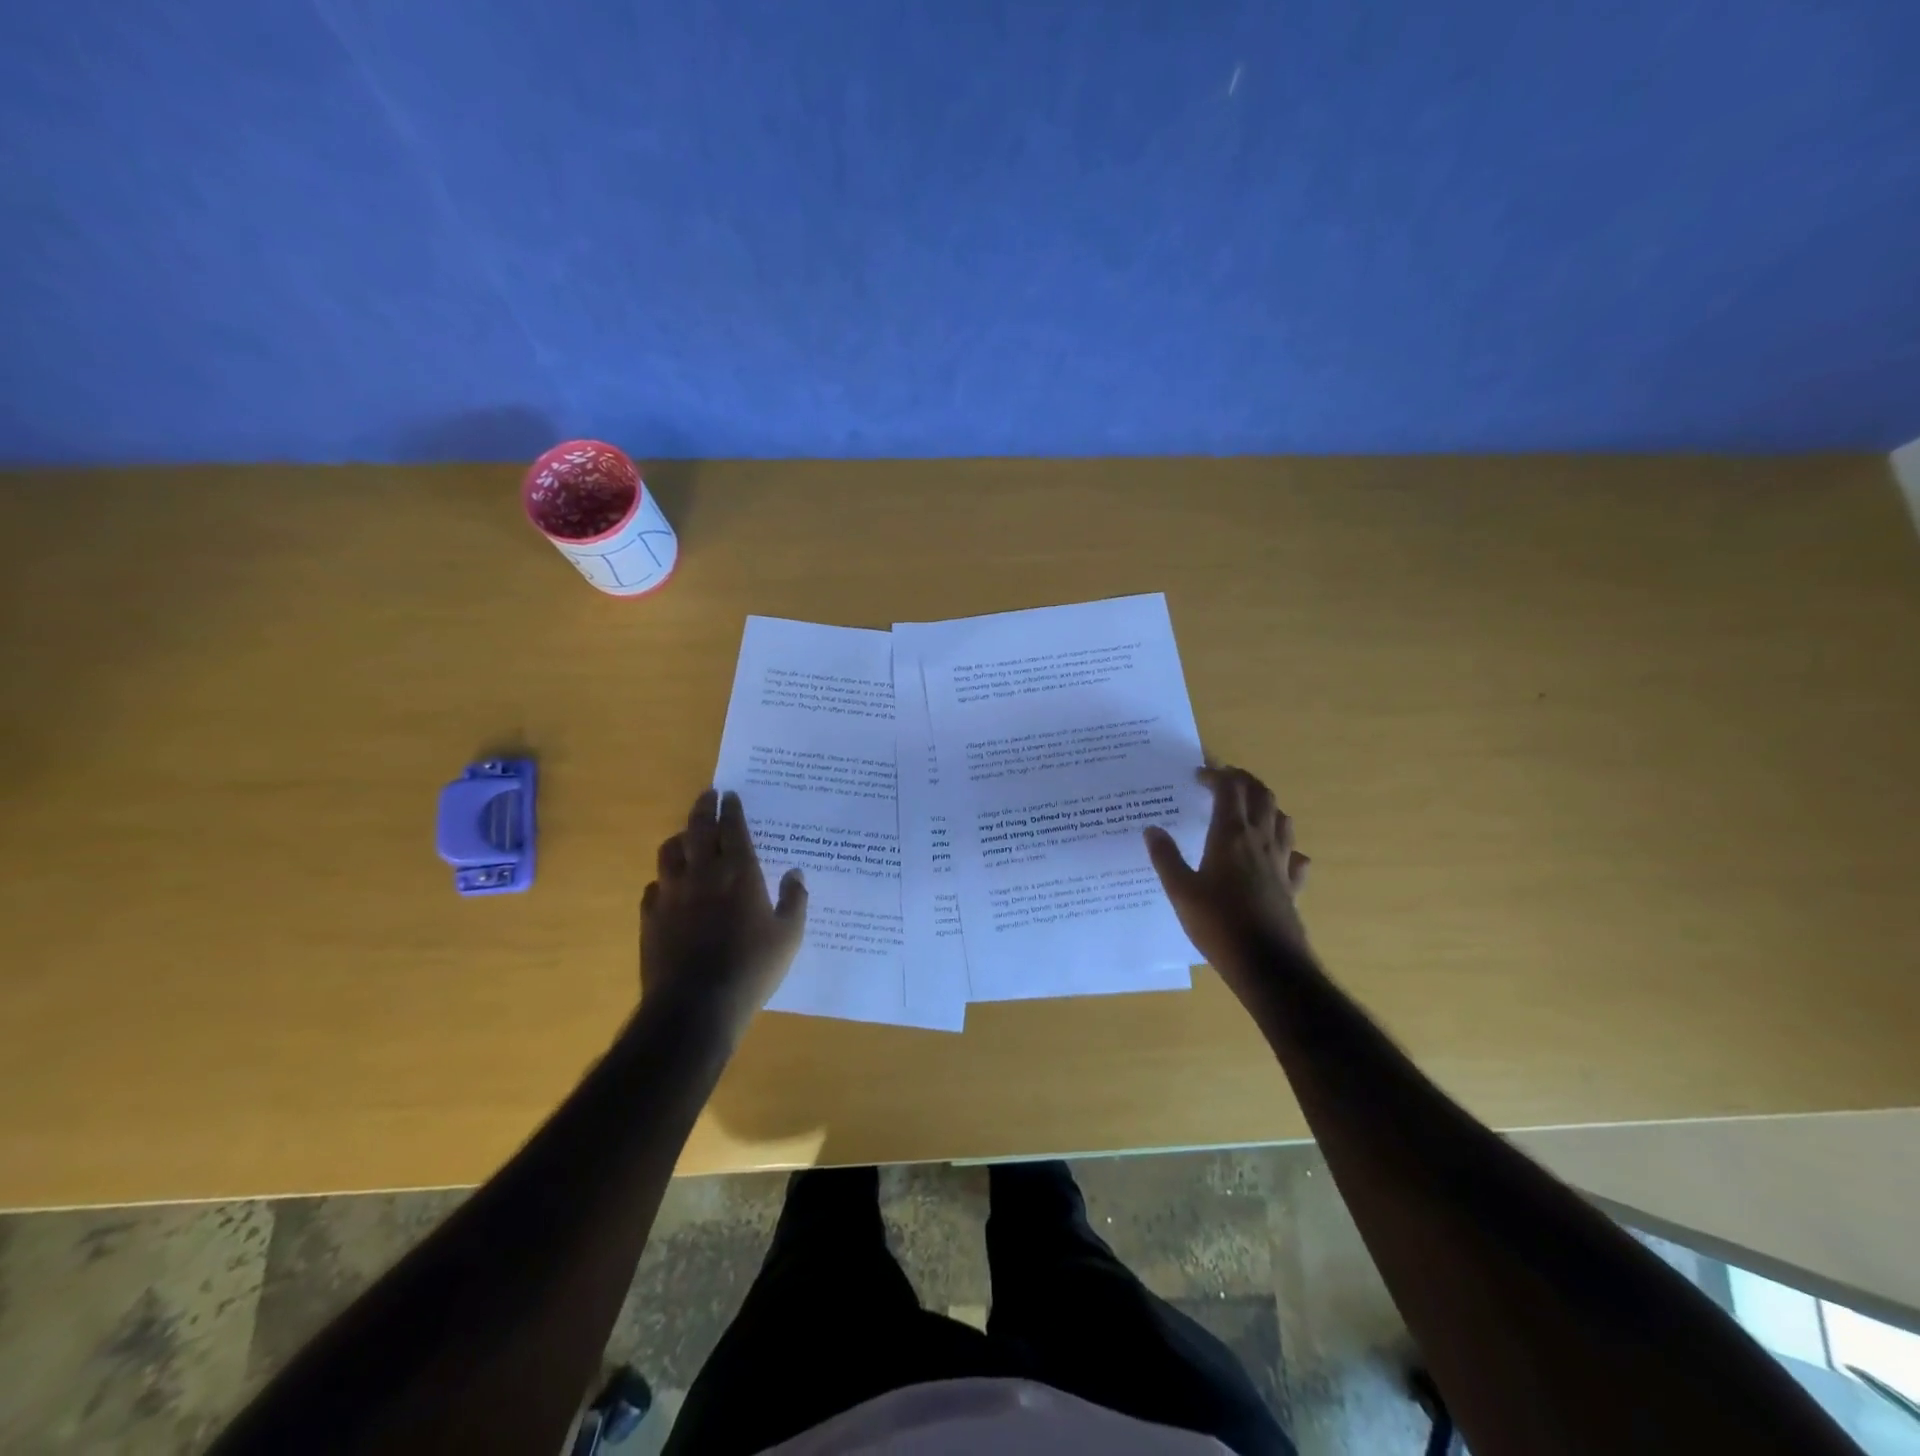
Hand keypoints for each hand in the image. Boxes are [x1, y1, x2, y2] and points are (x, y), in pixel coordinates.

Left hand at [641, 789, 807, 1039]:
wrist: (694, 1006)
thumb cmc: (751, 968)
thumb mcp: (789, 936)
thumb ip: (794, 900)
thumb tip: (795, 873)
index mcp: (739, 873)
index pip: (733, 828)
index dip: (732, 809)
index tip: (730, 794)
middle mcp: (703, 874)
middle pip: (697, 829)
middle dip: (703, 808)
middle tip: (708, 795)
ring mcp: (672, 894)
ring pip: (670, 852)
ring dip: (680, 838)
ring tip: (687, 836)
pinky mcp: (650, 917)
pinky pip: (654, 886)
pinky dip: (664, 879)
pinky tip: (670, 886)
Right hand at [1144, 765, 1311, 999]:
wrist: (1267, 964)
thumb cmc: (1218, 924)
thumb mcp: (1180, 891)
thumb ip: (1166, 857)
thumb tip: (1152, 829)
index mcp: (1230, 835)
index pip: (1229, 788)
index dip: (1215, 774)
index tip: (1197, 775)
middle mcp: (1260, 840)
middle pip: (1261, 794)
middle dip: (1243, 780)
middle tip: (1222, 781)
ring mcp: (1281, 862)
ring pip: (1281, 818)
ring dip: (1265, 805)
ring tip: (1246, 810)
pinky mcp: (1292, 885)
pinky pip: (1295, 855)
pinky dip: (1285, 845)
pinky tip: (1274, 854)